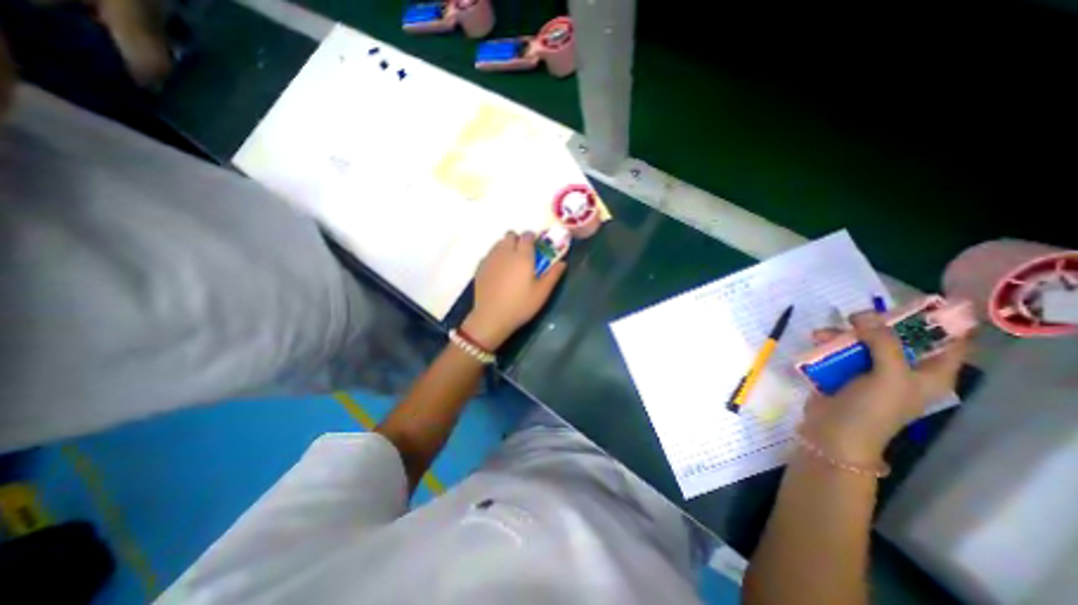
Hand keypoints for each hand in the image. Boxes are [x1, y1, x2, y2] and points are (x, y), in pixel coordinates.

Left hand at [458, 235, 567, 350]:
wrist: (491, 317)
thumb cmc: (520, 305)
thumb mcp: (542, 293)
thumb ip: (553, 275)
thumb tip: (563, 263)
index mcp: (522, 256)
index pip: (527, 236)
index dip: (532, 237)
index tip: (536, 246)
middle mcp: (505, 252)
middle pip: (510, 235)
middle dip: (518, 240)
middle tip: (523, 255)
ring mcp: (490, 258)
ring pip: (498, 243)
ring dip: (506, 246)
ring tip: (511, 263)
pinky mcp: (480, 267)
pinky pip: (489, 254)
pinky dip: (496, 257)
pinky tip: (499, 272)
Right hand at [800, 311, 967, 461]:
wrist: (833, 431)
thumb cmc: (871, 409)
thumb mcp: (888, 376)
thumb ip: (883, 343)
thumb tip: (865, 314)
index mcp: (928, 374)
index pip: (948, 343)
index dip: (936, 323)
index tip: (911, 306)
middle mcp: (902, 369)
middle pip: (897, 336)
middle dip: (875, 325)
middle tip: (855, 317)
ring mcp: (870, 370)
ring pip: (862, 341)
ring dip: (843, 334)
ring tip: (821, 334)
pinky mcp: (844, 371)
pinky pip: (840, 349)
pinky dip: (828, 343)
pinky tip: (815, 341)